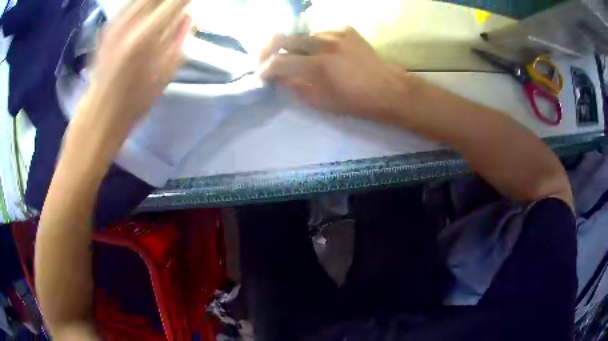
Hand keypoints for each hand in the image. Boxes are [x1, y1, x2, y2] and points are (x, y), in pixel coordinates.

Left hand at [77, 0, 191, 139]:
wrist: (99, 113)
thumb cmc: (135, 101)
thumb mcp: (166, 73)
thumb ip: (179, 37)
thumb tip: (187, 15)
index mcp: (147, 35)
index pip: (175, 0)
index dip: (185, 0)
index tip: (192, 3)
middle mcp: (130, 22)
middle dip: (171, 0)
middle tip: (178, 6)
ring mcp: (116, 22)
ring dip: (156, 2)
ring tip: (164, 10)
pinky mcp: (108, 25)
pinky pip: (130, 3)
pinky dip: (142, 4)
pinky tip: (148, 11)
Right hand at [258, 27, 407, 121]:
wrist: (389, 89)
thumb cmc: (356, 102)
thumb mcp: (321, 102)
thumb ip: (294, 87)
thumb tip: (277, 77)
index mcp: (318, 65)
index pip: (278, 61)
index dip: (264, 69)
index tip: (262, 74)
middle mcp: (323, 43)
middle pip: (283, 38)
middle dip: (269, 50)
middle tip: (267, 59)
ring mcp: (335, 32)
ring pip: (301, 33)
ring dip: (292, 44)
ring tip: (292, 54)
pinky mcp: (345, 28)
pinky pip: (319, 30)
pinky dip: (312, 40)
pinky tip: (316, 49)